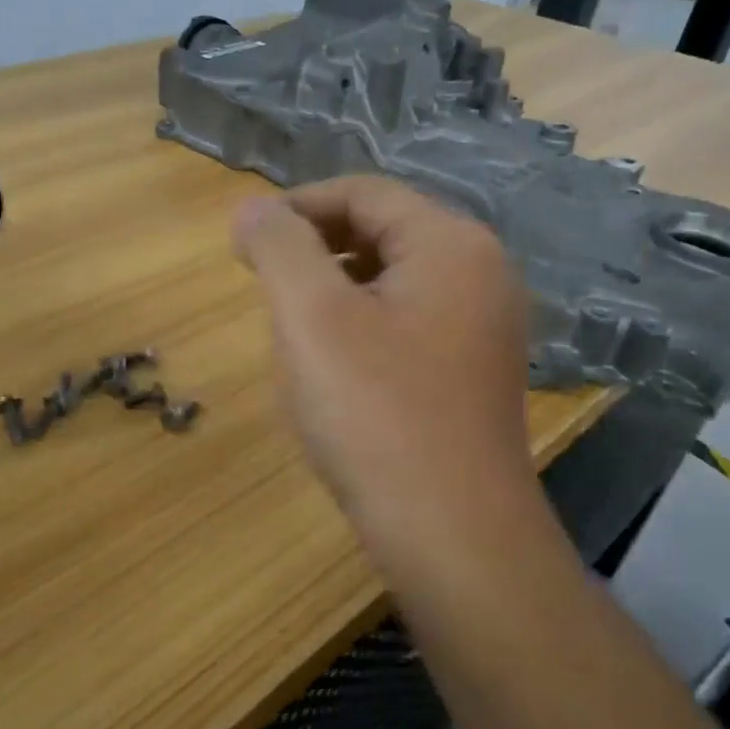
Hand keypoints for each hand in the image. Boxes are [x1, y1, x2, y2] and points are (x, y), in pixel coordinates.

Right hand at [233, 177, 535, 579]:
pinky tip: (332, 366)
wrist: (452, 536)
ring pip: (391, 279)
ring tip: (291, 325)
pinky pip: (406, 321)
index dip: (297, 206)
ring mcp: (483, 325)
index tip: (246, 239)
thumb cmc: (376, 414)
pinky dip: (360, 324)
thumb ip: (278, 247)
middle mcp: (481, 273)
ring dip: (334, 288)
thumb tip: (252, 208)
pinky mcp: (472, 370)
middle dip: (315, 247)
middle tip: (263, 283)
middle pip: (382, 230)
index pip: (363, 192)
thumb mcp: (312, 317)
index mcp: (451, 244)